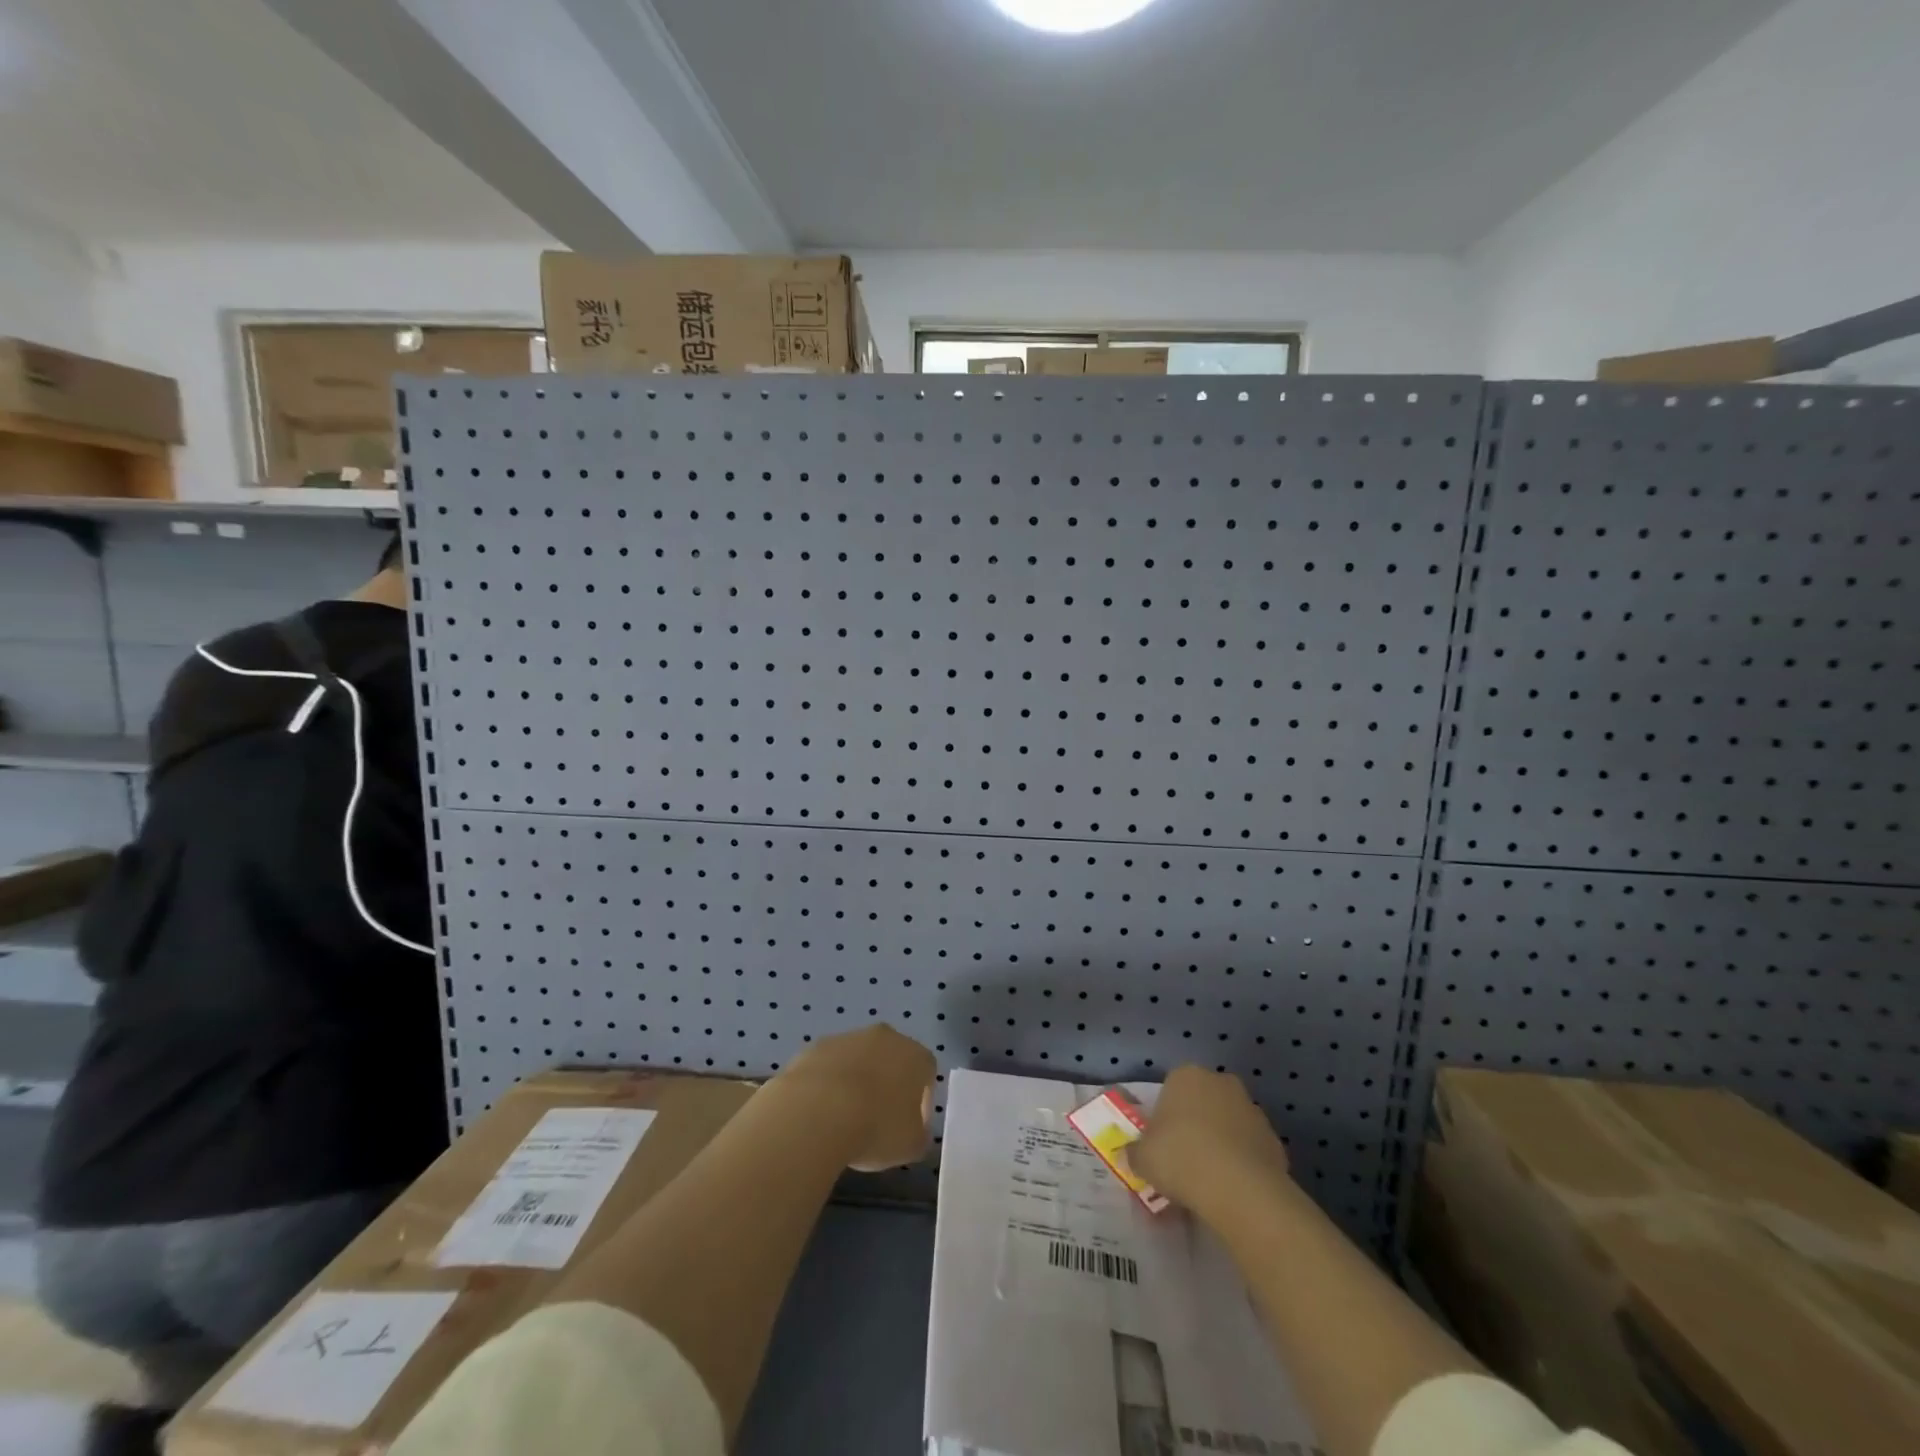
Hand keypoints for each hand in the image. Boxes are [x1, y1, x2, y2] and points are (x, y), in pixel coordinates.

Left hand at [776, 1024, 936, 1171]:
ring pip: (858, 1059)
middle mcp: (885, 1037)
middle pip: (892, 1059)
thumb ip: (920, 1133)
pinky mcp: (816, 1046)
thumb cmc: (876, 1128)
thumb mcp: (912, 1145)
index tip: (910, 1127)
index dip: (921, 1102)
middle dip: (887, 1085)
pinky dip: (828, 1084)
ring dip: (856, 1082)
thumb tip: (914, 1128)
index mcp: (915, 1056)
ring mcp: (848, 1037)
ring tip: (843, 1119)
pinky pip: (830, 1066)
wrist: (817, 1112)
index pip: (927, 1073)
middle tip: (877, 1119)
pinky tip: (820, 1111)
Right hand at [1129, 1065, 1290, 1215]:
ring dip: (1220, 1143)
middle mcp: (1220, 1082)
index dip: (1165, 1117)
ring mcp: (1251, 1109)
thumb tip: (1132, 1155)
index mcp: (1186, 1075)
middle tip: (1184, 1160)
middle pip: (1202, 1102)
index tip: (1161, 1144)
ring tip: (1209, 1181)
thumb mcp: (1142, 1158)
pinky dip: (1242, 1163)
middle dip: (1195, 1125)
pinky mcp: (1274, 1139)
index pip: (1171, 1088)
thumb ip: (1135, 1152)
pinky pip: (1249, 1148)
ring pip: (1228, 1124)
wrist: (1240, 1189)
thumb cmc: (1181, 1159)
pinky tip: (1232, 1189)